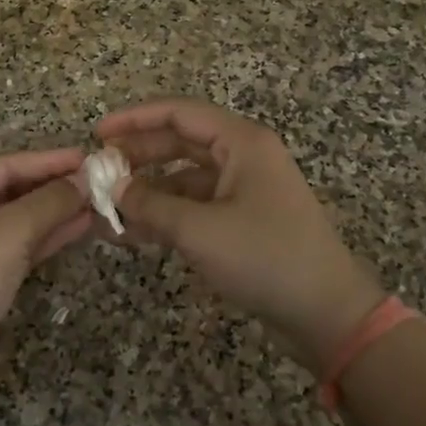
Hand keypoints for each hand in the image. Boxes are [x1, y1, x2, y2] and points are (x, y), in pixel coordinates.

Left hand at [0, 148, 90, 409]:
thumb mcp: (7, 234)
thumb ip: (49, 202)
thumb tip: (86, 178)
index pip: (2, 166)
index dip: (47, 161)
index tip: (88, 156)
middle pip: (8, 191)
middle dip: (53, 187)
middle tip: (99, 180)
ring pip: (16, 221)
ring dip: (55, 213)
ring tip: (98, 202)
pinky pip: (16, 248)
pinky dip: (46, 238)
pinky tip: (80, 228)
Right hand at [96, 99, 381, 371]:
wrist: (327, 312)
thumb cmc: (266, 258)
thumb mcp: (200, 230)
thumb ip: (151, 205)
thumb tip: (112, 188)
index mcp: (242, 142)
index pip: (179, 113)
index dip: (135, 119)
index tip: (98, 134)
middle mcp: (244, 156)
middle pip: (180, 142)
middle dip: (138, 156)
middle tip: (98, 172)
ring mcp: (245, 189)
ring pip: (185, 177)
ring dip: (149, 191)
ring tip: (109, 208)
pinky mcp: (244, 219)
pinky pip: (196, 205)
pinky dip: (167, 215)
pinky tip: (135, 233)